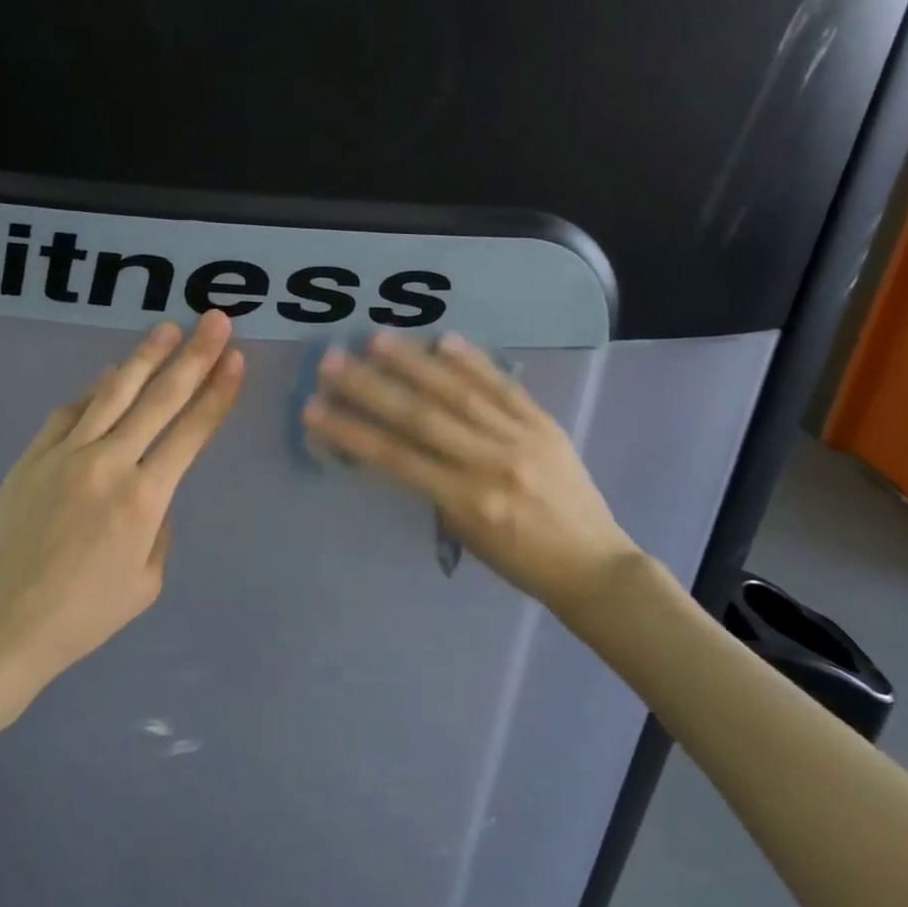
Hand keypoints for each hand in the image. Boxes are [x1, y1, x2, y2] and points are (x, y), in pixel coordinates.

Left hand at [0, 311, 244, 702]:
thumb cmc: (82, 616)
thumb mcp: (145, 583)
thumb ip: (158, 530)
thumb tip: (149, 496)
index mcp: (143, 499)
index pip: (191, 432)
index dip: (217, 393)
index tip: (235, 360)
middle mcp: (108, 463)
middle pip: (158, 398)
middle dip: (193, 356)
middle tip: (215, 321)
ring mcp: (64, 455)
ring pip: (112, 392)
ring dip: (144, 357)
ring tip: (166, 328)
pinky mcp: (31, 457)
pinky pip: (68, 412)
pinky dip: (93, 390)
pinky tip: (108, 375)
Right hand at [301, 331, 638, 621]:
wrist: (593, 566)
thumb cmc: (519, 562)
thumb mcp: (464, 534)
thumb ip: (433, 487)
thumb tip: (396, 444)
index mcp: (467, 502)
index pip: (396, 458)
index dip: (351, 432)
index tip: (314, 410)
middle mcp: (492, 465)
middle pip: (421, 418)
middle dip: (371, 388)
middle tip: (332, 362)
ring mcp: (522, 439)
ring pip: (460, 394)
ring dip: (414, 364)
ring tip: (377, 340)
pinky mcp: (546, 424)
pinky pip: (504, 387)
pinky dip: (473, 362)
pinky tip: (444, 339)